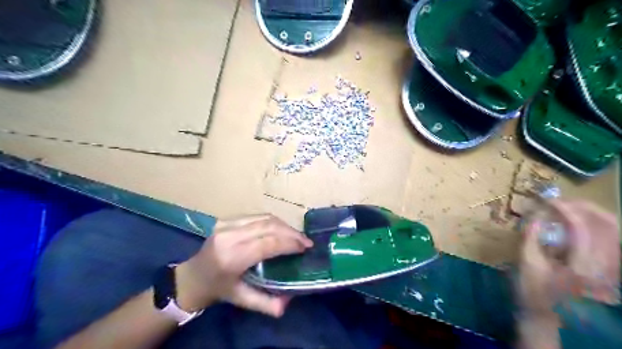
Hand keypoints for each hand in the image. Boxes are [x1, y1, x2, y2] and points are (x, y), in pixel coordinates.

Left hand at [173, 215, 310, 316]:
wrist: (192, 276)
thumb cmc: (219, 289)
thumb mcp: (241, 300)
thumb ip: (266, 303)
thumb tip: (290, 301)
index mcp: (231, 258)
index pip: (267, 243)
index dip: (289, 243)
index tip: (305, 248)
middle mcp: (229, 237)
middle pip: (269, 226)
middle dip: (291, 233)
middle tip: (306, 242)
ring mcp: (226, 224)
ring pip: (265, 218)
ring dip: (285, 226)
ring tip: (297, 236)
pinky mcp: (227, 219)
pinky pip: (257, 216)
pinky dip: (274, 222)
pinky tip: (282, 230)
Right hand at [518, 199, 618, 315]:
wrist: (546, 318)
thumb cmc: (531, 291)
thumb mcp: (526, 263)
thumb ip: (530, 236)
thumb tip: (535, 215)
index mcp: (581, 268)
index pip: (581, 228)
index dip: (564, 209)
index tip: (547, 200)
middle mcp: (605, 268)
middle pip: (609, 228)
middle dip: (585, 208)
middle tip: (563, 202)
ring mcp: (611, 272)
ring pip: (615, 234)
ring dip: (594, 216)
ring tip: (571, 209)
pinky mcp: (609, 273)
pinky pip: (613, 244)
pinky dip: (600, 229)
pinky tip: (582, 226)